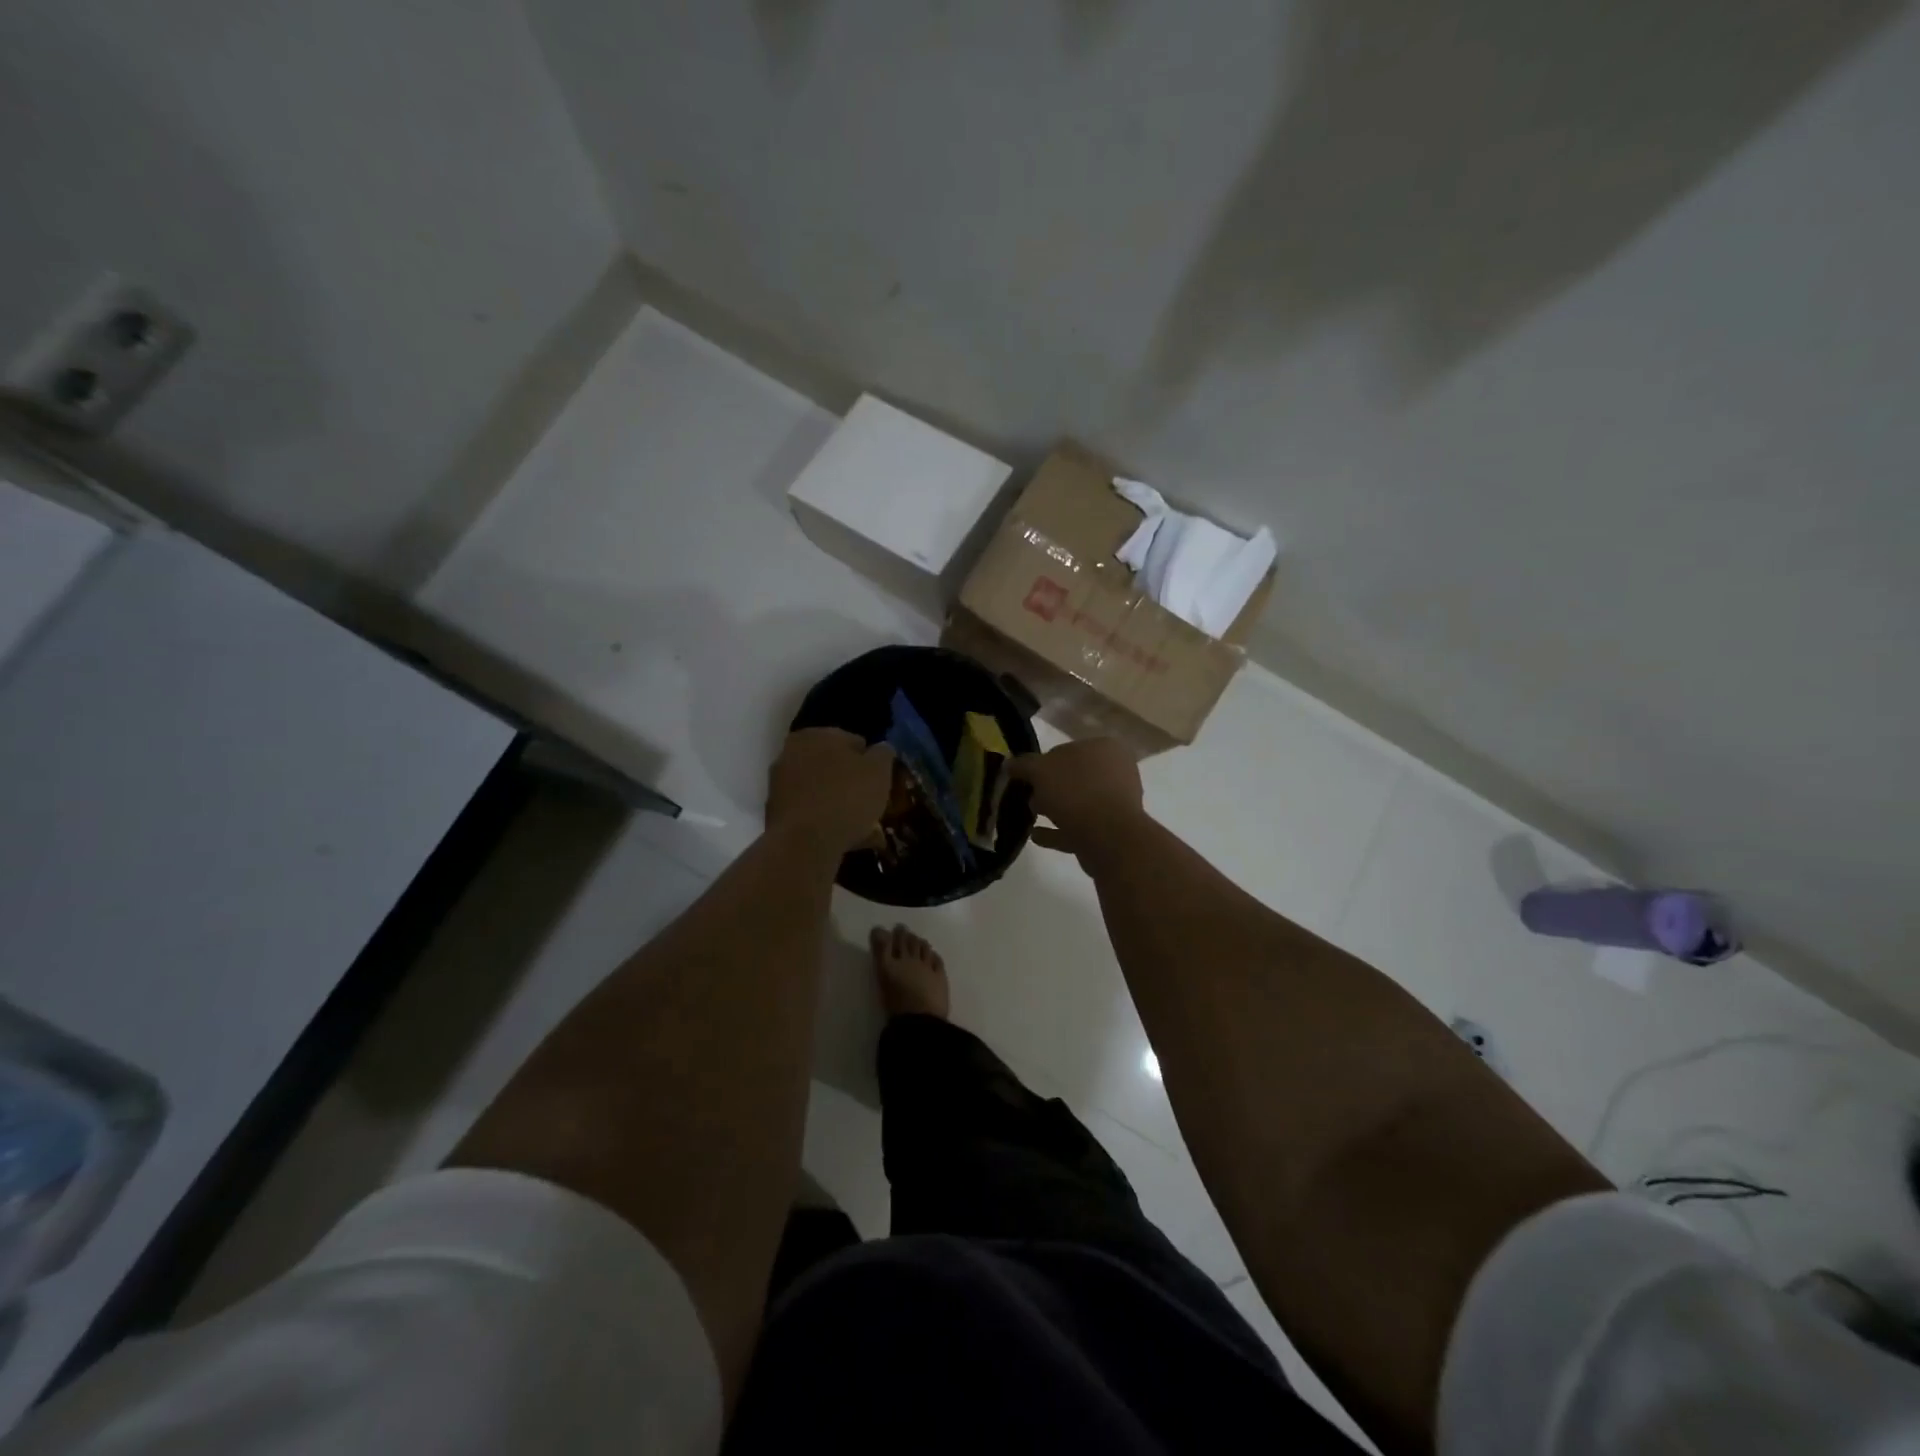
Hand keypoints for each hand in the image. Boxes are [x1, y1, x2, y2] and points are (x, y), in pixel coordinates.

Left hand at [766, 728, 895, 852]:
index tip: (882, 782)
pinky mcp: (776, 812)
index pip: (853, 742)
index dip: (871, 762)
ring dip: (841, 805)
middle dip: (853, 784)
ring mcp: (780, 784)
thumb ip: (883, 754)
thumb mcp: (879, 771)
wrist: (804, 843)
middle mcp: (792, 753)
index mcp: (816, 735)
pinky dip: (826, 821)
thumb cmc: (846, 797)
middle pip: (834, 767)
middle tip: (873, 804)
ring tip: (865, 830)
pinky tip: (846, 839)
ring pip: (822, 791)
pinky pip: (811, 812)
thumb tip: (881, 749)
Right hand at [1008, 740, 1146, 856]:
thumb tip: (1009, 764)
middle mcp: (1116, 772)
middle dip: (1049, 788)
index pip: (1067, 749)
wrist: (1108, 838)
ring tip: (1030, 817)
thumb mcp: (1040, 770)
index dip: (1042, 762)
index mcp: (1105, 748)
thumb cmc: (1076, 792)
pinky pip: (1080, 827)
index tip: (1024, 777)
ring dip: (1054, 809)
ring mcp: (1117, 803)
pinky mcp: (1112, 831)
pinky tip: (1037, 836)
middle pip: (1074, 777)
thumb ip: (1023, 765)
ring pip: (1078, 803)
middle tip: (1028, 798)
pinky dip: (1059, 831)